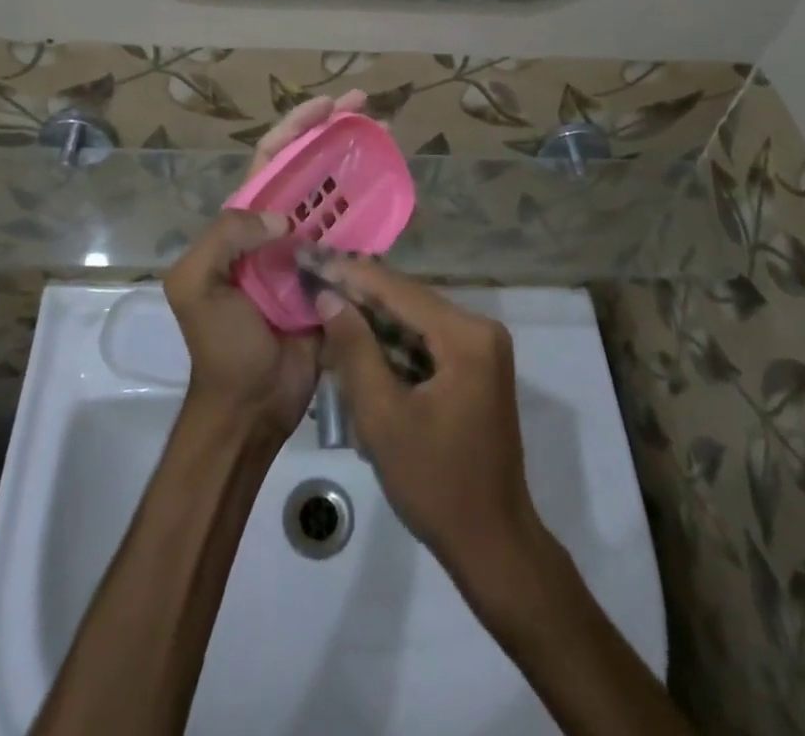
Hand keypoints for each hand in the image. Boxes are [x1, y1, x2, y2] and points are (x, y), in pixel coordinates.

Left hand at [161, 91, 364, 437]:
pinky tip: (393, 193)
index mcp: (242, 223)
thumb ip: (226, 237)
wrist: (250, 405)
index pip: (270, 160)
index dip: (297, 128)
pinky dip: (373, 214)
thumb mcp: (197, 284)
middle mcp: (276, 229)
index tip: (329, 105)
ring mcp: (308, 253)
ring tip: (386, 140)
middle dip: (334, 134)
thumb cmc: (220, 344)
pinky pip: (356, 239)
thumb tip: (285, 219)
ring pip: (335, 198)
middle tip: (367, 109)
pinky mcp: (334, 278)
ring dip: (358, 167)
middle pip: (308, 169)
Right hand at [314, 258, 540, 581]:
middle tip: (313, 283)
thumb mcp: (382, 416)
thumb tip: (328, 297)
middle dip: (360, 295)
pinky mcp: (476, 367)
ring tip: (326, 308)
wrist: (492, 544)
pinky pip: (426, 341)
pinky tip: (357, 343)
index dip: (351, 274)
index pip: (398, 290)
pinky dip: (392, 343)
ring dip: (373, 320)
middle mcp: (480, 329)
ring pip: (414, 319)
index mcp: (466, 336)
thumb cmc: (435, 483)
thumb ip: (354, 349)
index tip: (311, 260)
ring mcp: (481, 348)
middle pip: (408, 300)